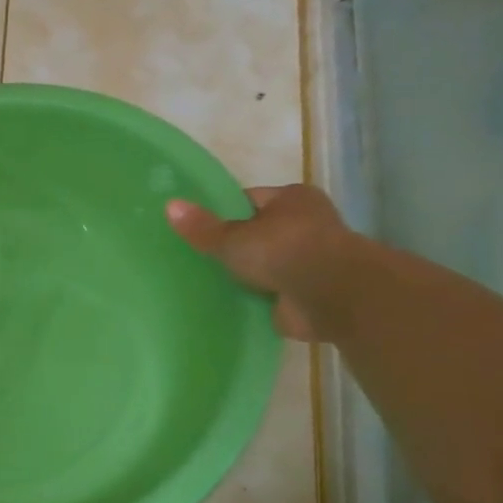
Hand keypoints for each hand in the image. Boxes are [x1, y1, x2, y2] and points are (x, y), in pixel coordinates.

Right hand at [166, 184, 352, 341]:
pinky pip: (272, 292)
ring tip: (206, 281)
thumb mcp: (233, 237)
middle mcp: (305, 225)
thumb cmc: (284, 251)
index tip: (196, 228)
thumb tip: (169, 205)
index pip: (249, 201)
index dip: (222, 213)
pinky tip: (228, 303)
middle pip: (257, 233)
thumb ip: (202, 227)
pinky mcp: (307, 293)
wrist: (332, 296)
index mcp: (292, 199)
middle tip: (196, 257)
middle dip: (233, 246)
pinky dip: (256, 298)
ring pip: (265, 264)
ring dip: (246, 275)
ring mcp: (308, 260)